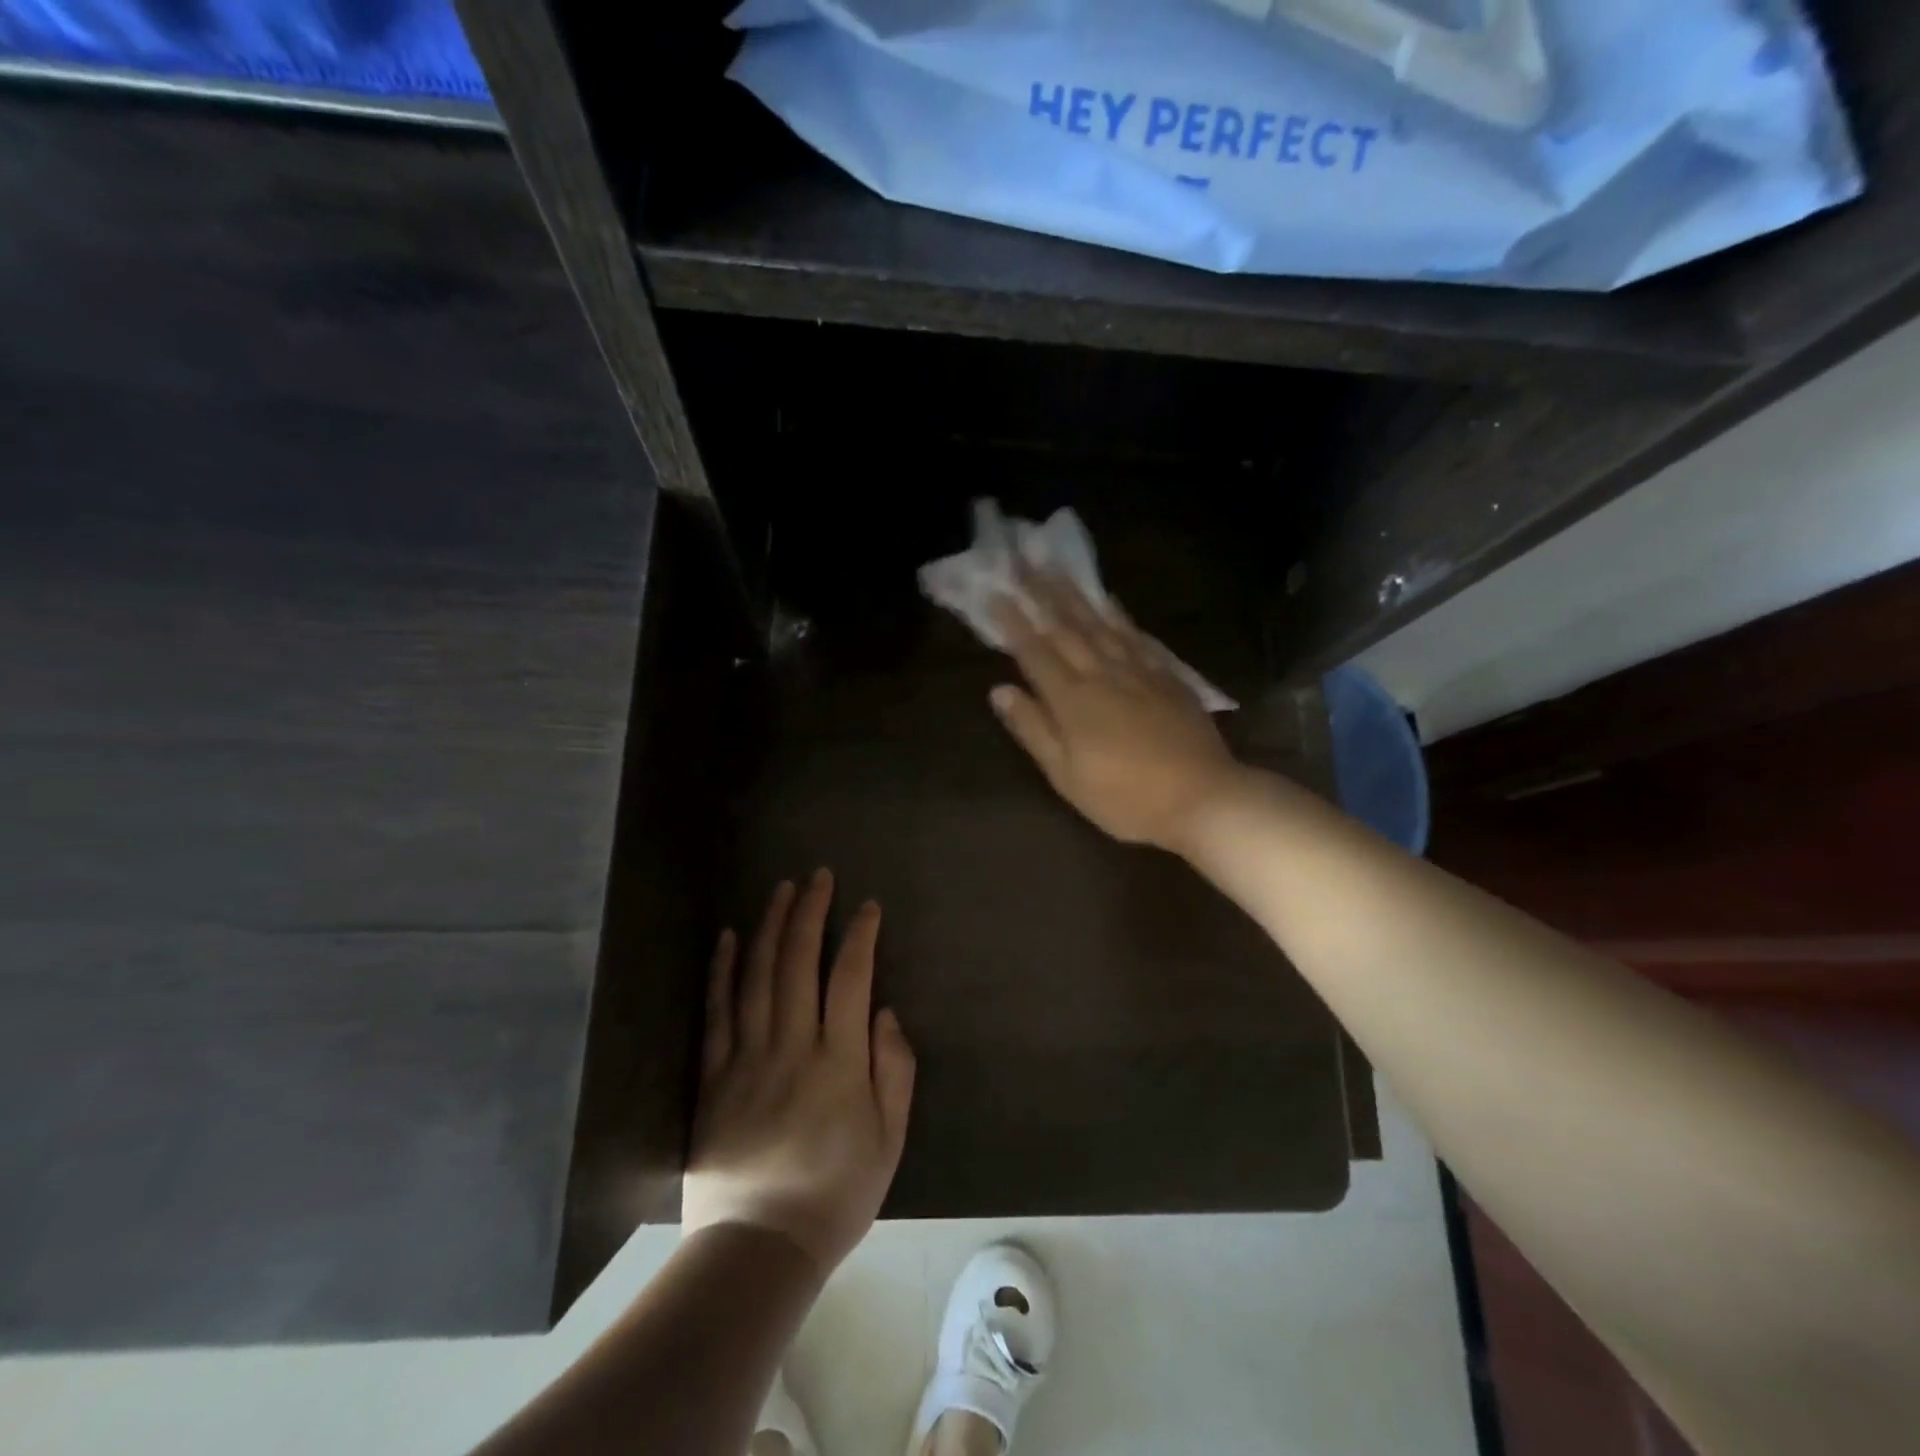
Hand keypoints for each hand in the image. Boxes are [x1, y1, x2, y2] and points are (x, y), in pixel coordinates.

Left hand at [683, 870, 916, 1272]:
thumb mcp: (890, 1139)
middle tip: (818, 876)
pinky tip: (728, 937)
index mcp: (838, 1060)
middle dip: (810, 912)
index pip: (850, 978)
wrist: (758, 1247)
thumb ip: (894, 1070)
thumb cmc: (836, 1193)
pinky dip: (722, 970)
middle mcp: (791, 1045)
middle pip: (798, 962)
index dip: (860, 936)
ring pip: (757, 976)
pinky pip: (716, 1012)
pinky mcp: (713, 1075)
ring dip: (770, 926)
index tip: (868, 906)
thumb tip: (886, 1012)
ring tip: (781, 889)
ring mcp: (746, 1058)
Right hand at [989, 570, 1247, 851]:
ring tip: (1056, 568)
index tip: (995, 593)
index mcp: (1072, 700)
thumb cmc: (1124, 798)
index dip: (1013, 623)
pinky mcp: (1167, 676)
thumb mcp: (1066, 775)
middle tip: (1022, 561)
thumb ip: (1032, 729)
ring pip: (1100, 623)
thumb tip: (999, 690)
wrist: (1202, 798)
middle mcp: (1102, 674)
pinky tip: (1110, 601)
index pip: (1034, 652)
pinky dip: (1119, 614)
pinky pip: (1136, 635)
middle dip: (1040, 593)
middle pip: (1066, 627)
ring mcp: (1138, 671)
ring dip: (1075, 594)